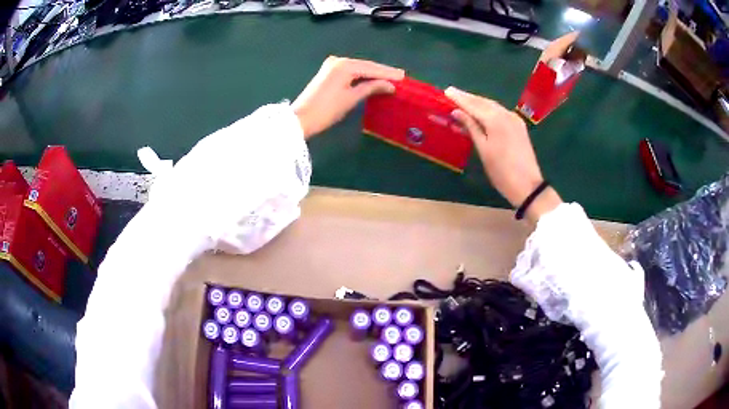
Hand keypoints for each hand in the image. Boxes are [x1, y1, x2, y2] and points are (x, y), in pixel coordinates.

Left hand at [292, 56, 404, 138]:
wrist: (300, 119)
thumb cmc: (327, 110)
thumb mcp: (352, 98)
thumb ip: (372, 87)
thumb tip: (390, 84)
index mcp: (345, 65)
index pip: (372, 68)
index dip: (388, 73)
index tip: (404, 76)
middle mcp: (338, 61)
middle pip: (365, 66)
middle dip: (382, 72)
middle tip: (400, 77)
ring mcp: (331, 66)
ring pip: (358, 68)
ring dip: (373, 74)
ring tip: (390, 79)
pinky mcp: (328, 73)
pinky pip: (350, 71)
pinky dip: (362, 75)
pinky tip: (372, 79)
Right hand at [445, 87, 561, 221]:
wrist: (527, 185)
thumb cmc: (501, 171)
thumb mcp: (483, 150)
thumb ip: (471, 127)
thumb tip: (457, 112)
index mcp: (495, 120)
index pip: (473, 105)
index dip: (459, 98)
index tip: (447, 91)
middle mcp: (506, 114)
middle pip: (484, 102)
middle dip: (468, 97)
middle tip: (452, 92)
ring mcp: (514, 119)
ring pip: (493, 105)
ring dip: (478, 102)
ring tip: (464, 100)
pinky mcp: (519, 126)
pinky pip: (501, 112)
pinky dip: (489, 109)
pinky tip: (482, 110)